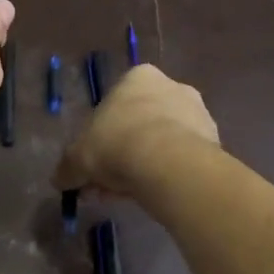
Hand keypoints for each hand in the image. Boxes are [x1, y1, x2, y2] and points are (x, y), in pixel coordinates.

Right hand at [53, 64, 219, 197]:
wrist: (168, 163)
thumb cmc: (116, 144)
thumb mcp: (78, 158)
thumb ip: (67, 167)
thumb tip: (58, 180)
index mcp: (138, 78)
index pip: (115, 104)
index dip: (101, 137)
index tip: (94, 163)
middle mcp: (172, 86)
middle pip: (140, 123)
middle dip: (122, 154)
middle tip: (107, 184)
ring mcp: (198, 112)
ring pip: (162, 142)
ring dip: (144, 166)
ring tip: (128, 195)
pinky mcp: (214, 140)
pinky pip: (182, 159)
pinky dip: (167, 174)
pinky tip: (153, 194)